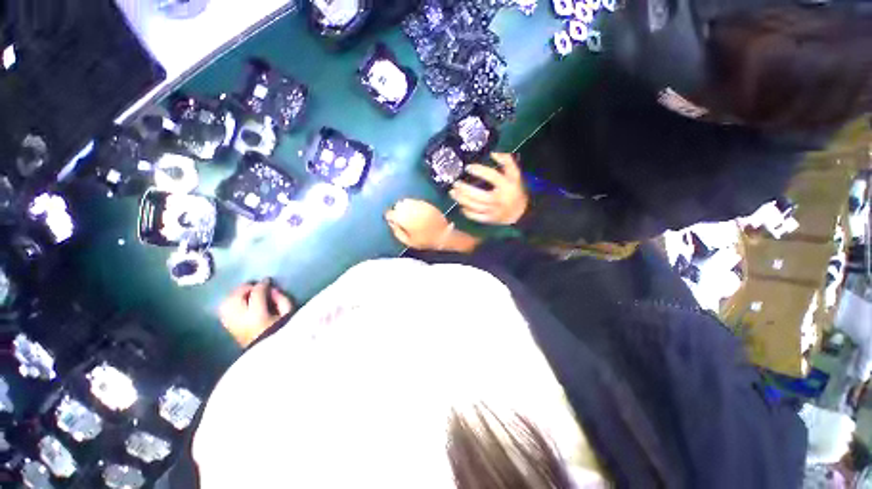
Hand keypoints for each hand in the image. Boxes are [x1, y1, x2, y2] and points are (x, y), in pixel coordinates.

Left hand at [219, 279, 293, 346]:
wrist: (271, 355)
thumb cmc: (284, 332)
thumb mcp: (289, 314)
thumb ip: (281, 299)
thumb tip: (272, 289)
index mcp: (257, 316)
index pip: (256, 294)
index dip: (262, 284)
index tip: (268, 280)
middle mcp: (240, 319)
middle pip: (236, 297)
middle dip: (245, 288)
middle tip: (255, 285)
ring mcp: (232, 325)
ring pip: (226, 303)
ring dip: (235, 294)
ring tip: (246, 292)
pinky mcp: (229, 329)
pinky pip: (224, 312)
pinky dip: (230, 303)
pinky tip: (239, 302)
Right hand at [385, 199, 451, 249]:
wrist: (443, 235)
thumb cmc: (424, 241)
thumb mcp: (408, 241)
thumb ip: (397, 232)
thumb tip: (391, 223)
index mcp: (403, 218)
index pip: (390, 213)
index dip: (389, 217)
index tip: (391, 220)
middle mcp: (409, 209)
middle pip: (398, 205)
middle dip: (397, 210)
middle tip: (400, 217)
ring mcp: (418, 204)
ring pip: (406, 201)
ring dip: (405, 206)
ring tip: (408, 214)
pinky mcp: (426, 203)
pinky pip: (416, 201)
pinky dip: (413, 205)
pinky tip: (416, 211)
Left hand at [450, 152, 527, 224]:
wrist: (520, 213)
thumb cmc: (515, 191)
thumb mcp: (515, 175)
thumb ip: (507, 161)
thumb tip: (493, 153)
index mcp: (506, 186)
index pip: (492, 176)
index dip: (479, 170)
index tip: (468, 167)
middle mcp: (498, 199)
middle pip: (478, 195)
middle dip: (464, 189)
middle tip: (455, 183)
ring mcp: (493, 211)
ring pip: (474, 206)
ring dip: (461, 199)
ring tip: (452, 193)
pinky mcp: (489, 220)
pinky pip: (475, 216)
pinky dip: (466, 211)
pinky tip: (461, 205)